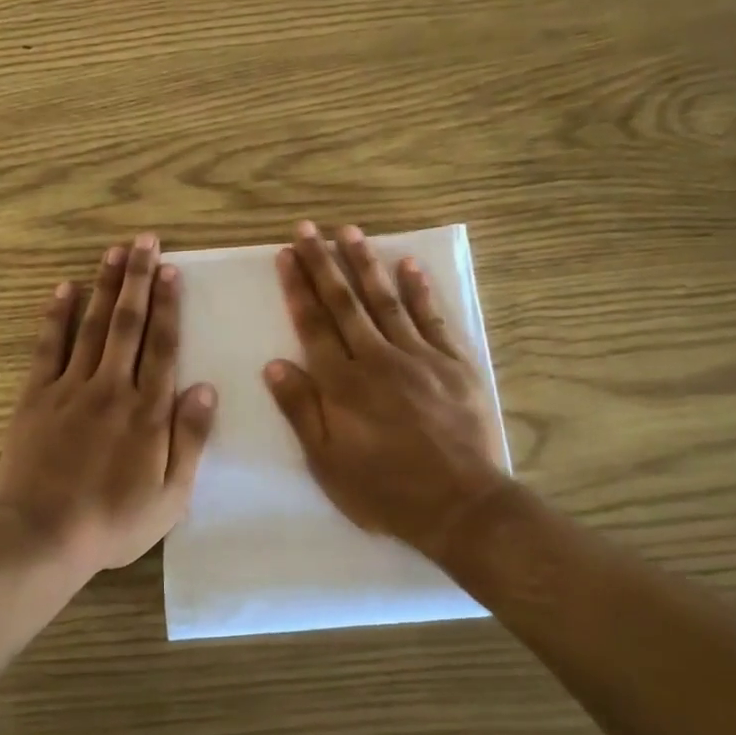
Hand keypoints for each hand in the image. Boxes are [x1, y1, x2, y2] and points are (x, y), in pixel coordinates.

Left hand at [0, 233, 217, 574]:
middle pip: (129, 324)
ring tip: (115, 252)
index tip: (172, 271)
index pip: (163, 347)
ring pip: (93, 326)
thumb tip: (206, 387)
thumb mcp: (171, 494)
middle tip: (145, 241)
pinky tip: (65, 288)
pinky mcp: (36, 396)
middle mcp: (112, 388)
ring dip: (105, 286)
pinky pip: (49, 347)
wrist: (44, 536)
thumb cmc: (115, 521)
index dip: (169, 306)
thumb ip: (190, 438)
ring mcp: (71, 388)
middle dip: (139, 279)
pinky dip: (57, 316)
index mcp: (148, 411)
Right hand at [265, 221, 509, 558]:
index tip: (286, 255)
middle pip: (344, 303)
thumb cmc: (385, 490)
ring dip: (365, 264)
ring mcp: (418, 356)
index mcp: (343, 384)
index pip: (313, 325)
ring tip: (350, 232)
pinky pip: (433, 318)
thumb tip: (274, 364)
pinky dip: (420, 291)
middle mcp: (376, 359)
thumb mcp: (328, 462)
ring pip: (385, 300)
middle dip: (323, 263)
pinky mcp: (453, 363)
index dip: (297, 288)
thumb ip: (301, 410)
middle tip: (308, 228)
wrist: (460, 506)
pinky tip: (409, 265)